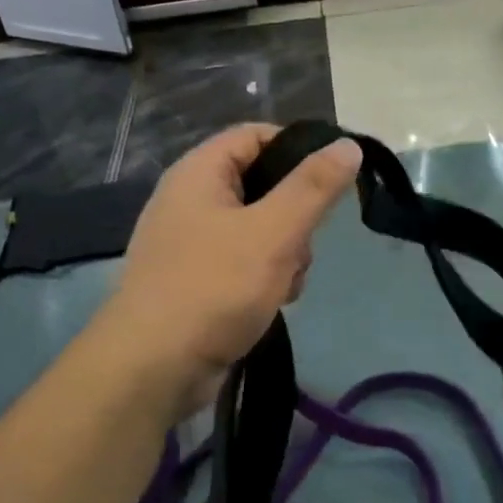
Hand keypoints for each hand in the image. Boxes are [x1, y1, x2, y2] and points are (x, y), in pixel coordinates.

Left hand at [105, 124, 361, 416]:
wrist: (155, 367)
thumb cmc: (214, 287)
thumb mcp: (274, 232)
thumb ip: (313, 188)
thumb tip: (347, 145)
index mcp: (198, 173)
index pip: (254, 136)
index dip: (297, 149)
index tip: (332, 179)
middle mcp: (189, 201)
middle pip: (260, 186)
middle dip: (293, 217)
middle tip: (303, 246)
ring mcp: (189, 244)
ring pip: (257, 230)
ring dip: (284, 254)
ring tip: (285, 284)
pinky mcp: (194, 281)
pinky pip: (241, 264)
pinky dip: (263, 278)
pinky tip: (272, 303)